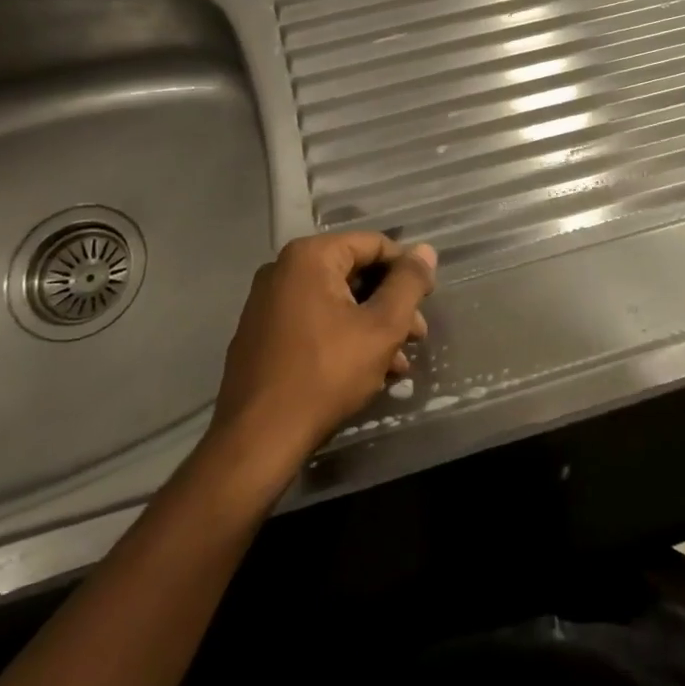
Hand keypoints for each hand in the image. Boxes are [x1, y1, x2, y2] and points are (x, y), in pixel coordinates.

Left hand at [210, 232, 435, 467]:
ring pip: (337, 301)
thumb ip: (408, 283)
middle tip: (417, 336)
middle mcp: (282, 270)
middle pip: (355, 273)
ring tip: (399, 362)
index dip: (407, 270)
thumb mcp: (382, 327)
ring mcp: (267, 304)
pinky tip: (368, 371)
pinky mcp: (262, 335)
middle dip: (391, 303)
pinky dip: (343, 337)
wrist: (257, 440)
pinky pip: (314, 322)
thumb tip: (426, 250)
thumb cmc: (326, 374)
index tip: (427, 302)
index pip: (374, 245)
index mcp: (310, 257)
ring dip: (372, 325)